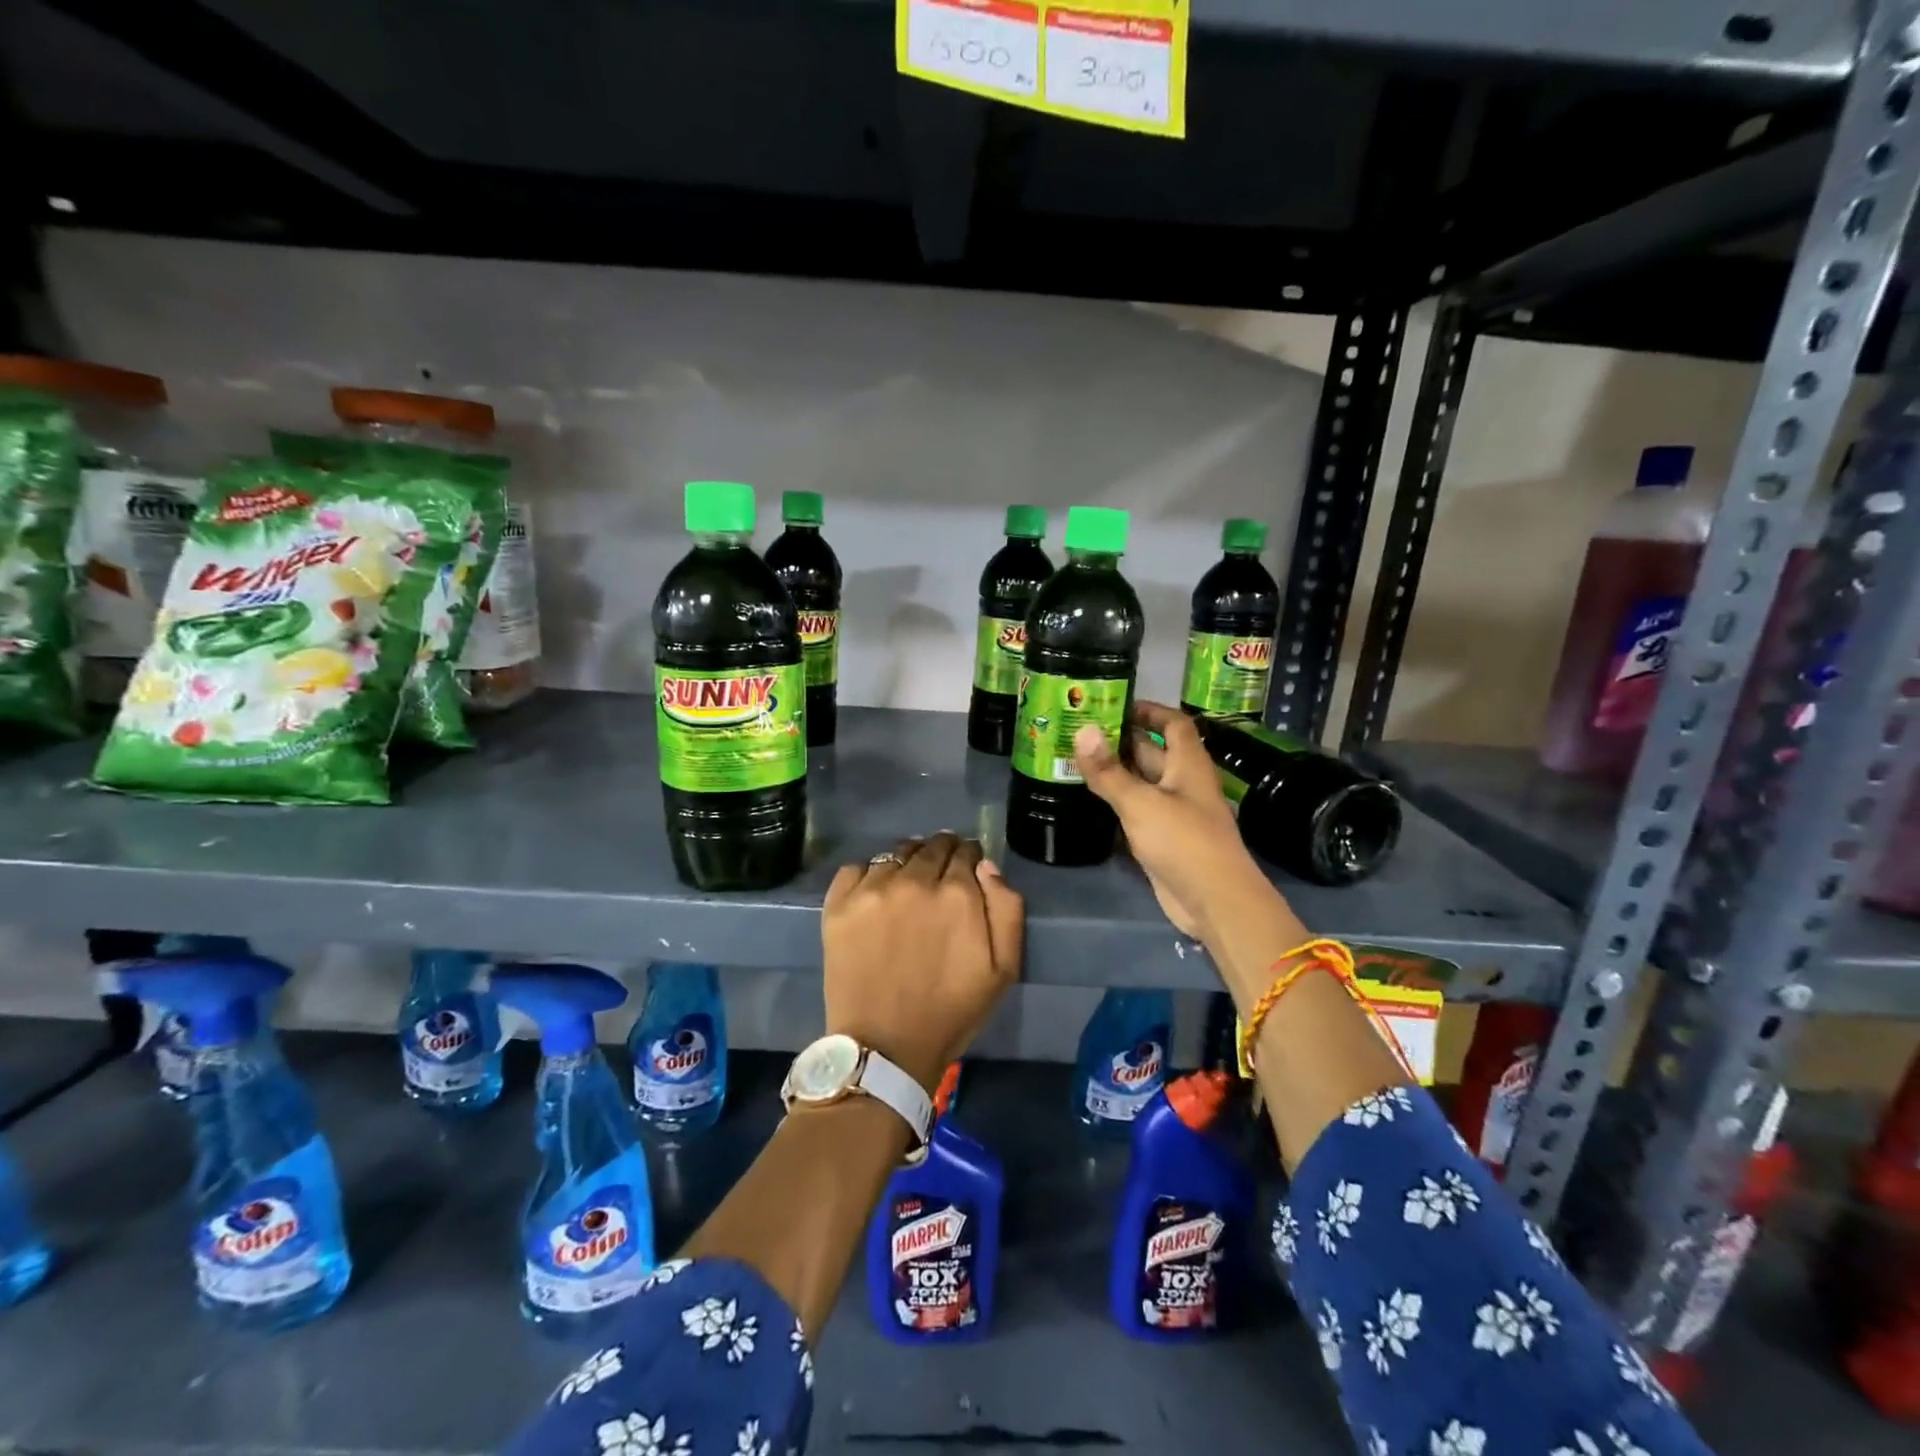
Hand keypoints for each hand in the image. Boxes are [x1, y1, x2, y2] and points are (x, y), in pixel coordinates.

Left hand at [821, 832, 1023, 1091]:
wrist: (885, 1048)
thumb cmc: (951, 1012)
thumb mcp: (1004, 969)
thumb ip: (1006, 908)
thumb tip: (986, 866)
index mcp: (957, 893)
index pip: (966, 851)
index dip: (969, 859)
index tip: (966, 873)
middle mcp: (914, 880)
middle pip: (932, 846)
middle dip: (941, 855)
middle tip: (939, 878)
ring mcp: (872, 889)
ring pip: (896, 854)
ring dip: (907, 862)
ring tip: (907, 885)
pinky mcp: (839, 904)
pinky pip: (856, 867)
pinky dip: (869, 874)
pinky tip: (875, 896)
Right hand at [1074, 701, 1271, 939]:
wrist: (1214, 901)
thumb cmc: (1183, 841)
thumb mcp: (1140, 802)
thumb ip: (1109, 770)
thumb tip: (1082, 730)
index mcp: (1188, 764)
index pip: (1173, 723)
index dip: (1149, 710)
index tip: (1115, 704)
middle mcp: (1183, 783)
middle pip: (1154, 751)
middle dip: (1121, 740)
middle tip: (1080, 730)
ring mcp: (1174, 812)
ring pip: (1142, 782)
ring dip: (1116, 771)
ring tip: (1076, 758)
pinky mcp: (1164, 838)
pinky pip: (1138, 810)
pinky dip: (1117, 801)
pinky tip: (1089, 797)